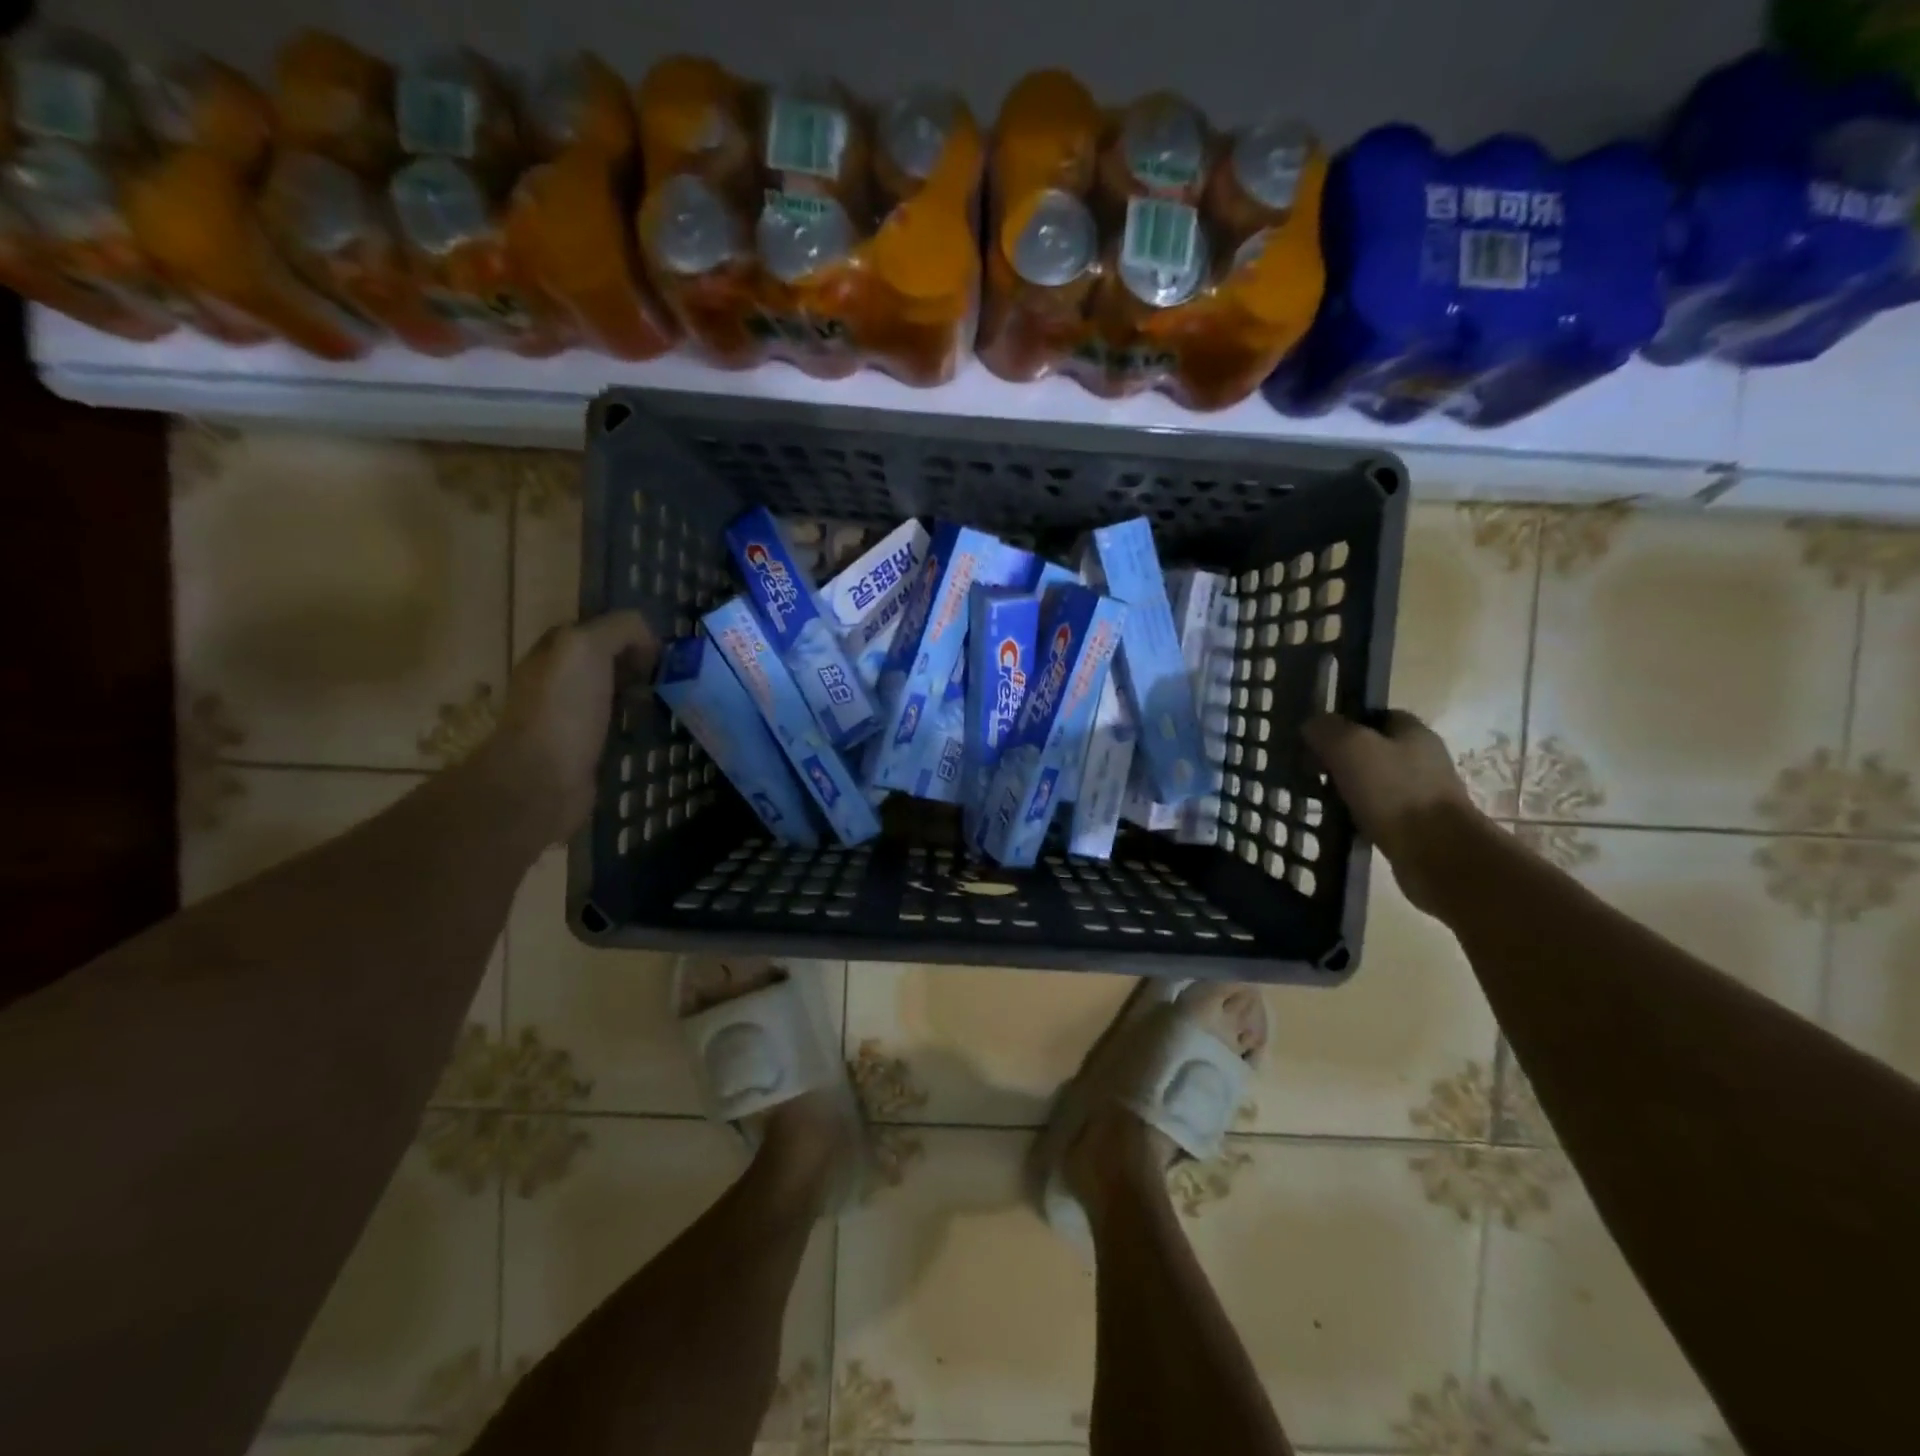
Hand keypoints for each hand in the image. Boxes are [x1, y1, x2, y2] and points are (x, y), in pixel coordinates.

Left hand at [495, 612, 656, 842]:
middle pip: (603, 663)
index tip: (660, 648)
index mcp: (552, 653)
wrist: (543, 779)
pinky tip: (654, 729)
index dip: (627, 632)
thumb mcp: (588, 648)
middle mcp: (556, 682)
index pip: (593, 629)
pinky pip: (615, 727)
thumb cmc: (564, 709)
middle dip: (636, 663)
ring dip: (638, 694)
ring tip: (670, 700)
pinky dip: (635, 725)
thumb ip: (619, 628)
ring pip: (611, 695)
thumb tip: (650, 640)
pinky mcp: (583, 751)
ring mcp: (568, 719)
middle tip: (672, 674)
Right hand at [1303, 709, 1482, 912]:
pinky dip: (1359, 815)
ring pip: (1374, 782)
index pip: (1374, 716)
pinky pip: (1379, 812)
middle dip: (1342, 759)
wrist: (1438, 855)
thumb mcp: (1351, 748)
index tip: (1316, 738)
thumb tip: (1312, 723)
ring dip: (1348, 789)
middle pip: (1373, 749)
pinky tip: (1341, 824)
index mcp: (1413, 732)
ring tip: (1319, 799)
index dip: (1344, 723)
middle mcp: (1422, 758)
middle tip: (1311, 770)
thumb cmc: (1395, 792)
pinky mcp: (1418, 825)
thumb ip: (1328, 729)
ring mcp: (1422, 793)